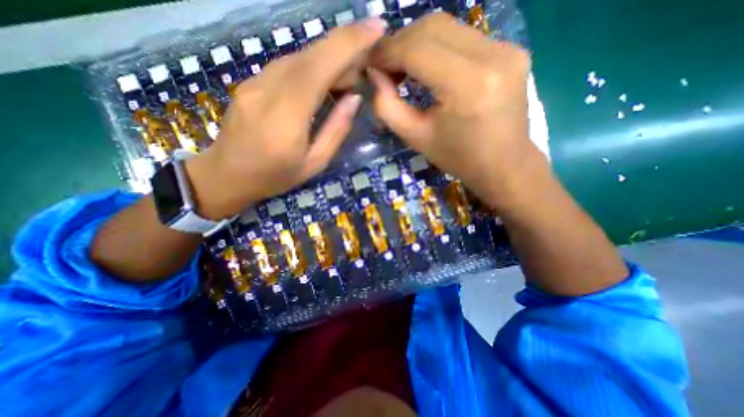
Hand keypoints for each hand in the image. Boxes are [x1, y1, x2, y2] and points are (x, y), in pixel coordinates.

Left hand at [184, 18, 386, 220]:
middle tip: (366, 63)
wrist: (226, 175)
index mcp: (287, 115)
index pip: (320, 67)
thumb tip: (354, 99)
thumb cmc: (275, 176)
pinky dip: (311, 67)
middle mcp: (268, 89)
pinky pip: (287, 66)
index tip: (376, 26)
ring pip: (299, 57)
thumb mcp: (314, 163)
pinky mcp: (251, 82)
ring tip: (348, 77)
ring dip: (329, 59)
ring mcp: (255, 82)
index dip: (349, 43)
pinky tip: (322, 82)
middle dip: (344, 48)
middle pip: (310, 55)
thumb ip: (335, 130)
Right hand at [369, 13, 544, 211]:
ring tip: (403, 67)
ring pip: (448, 27)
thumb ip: (387, 106)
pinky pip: (464, 37)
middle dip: (400, 43)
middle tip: (385, 67)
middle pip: (432, 27)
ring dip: (417, 43)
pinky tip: (428, 66)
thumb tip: (374, 75)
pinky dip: (438, 47)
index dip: (387, 52)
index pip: (417, 49)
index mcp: (467, 85)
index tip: (370, 64)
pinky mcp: (512, 50)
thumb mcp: (416, 138)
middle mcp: (492, 56)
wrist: (504, 164)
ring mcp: (507, 48)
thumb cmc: (458, 157)